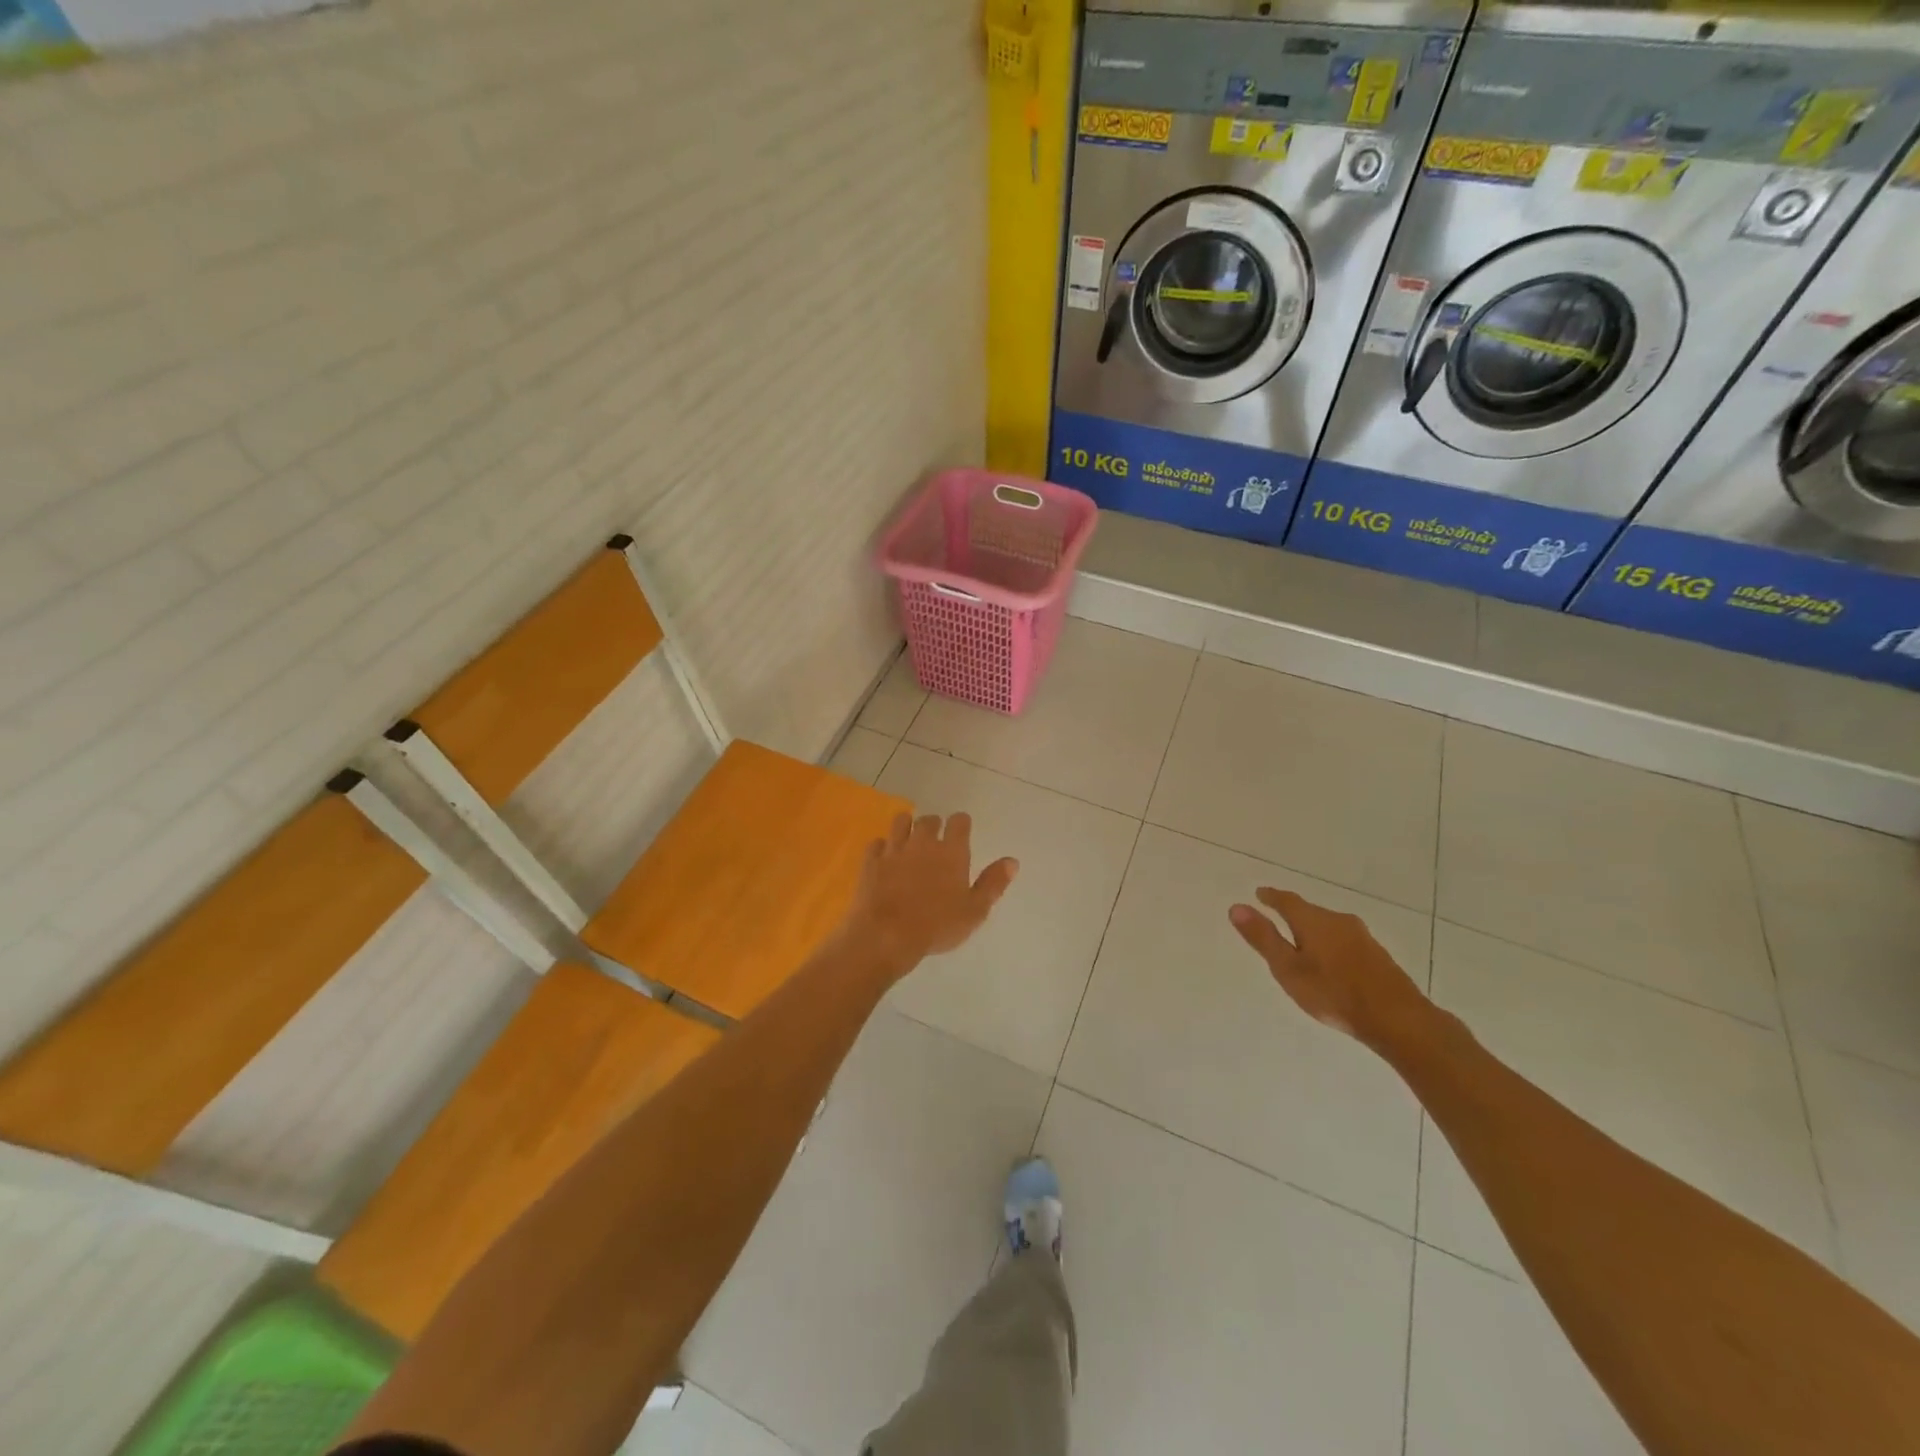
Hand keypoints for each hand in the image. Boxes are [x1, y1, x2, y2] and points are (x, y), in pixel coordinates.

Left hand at [845, 814, 1017, 976]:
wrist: (886, 935)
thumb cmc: (937, 926)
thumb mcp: (975, 911)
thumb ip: (993, 883)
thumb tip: (1012, 861)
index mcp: (951, 851)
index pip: (959, 821)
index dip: (961, 824)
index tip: (962, 833)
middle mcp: (923, 842)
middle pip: (929, 819)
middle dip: (934, 826)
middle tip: (935, 842)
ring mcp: (894, 849)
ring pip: (901, 822)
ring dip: (907, 827)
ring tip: (910, 842)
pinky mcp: (871, 861)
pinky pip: (877, 843)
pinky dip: (882, 847)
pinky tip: (885, 859)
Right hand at [1228, 888, 1430, 1050]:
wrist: (1398, 1019)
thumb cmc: (1333, 993)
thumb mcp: (1288, 969)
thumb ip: (1263, 938)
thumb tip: (1236, 906)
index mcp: (1313, 921)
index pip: (1287, 900)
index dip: (1271, 897)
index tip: (1260, 894)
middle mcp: (1338, 921)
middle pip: (1310, 911)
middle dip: (1292, 914)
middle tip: (1277, 919)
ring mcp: (1362, 937)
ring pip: (1329, 926)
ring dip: (1313, 930)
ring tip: (1301, 942)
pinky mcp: (1377, 955)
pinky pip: (1344, 940)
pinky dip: (1330, 944)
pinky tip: (1330, 962)